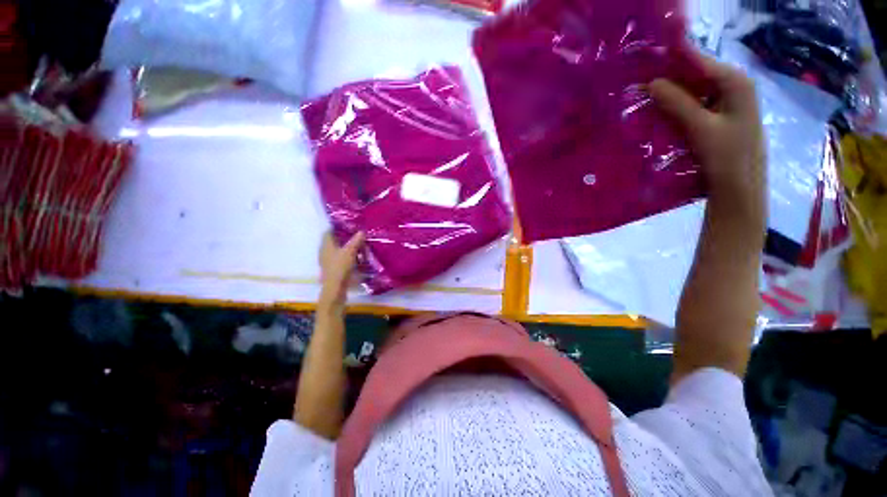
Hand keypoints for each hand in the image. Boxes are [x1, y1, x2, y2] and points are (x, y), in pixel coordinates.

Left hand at [318, 231, 364, 312]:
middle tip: (354, 235)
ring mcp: (326, 262)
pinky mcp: (331, 270)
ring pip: (335, 251)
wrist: (335, 288)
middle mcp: (324, 252)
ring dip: (343, 248)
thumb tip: (361, 231)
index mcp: (326, 245)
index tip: (346, 225)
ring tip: (355, 246)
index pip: (328, 232)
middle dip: (341, 238)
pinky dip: (344, 257)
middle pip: (332, 242)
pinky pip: (338, 259)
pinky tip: (354, 259)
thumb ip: (356, 241)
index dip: (336, 227)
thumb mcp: (350, 252)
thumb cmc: (340, 267)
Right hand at [649, 54, 765, 225]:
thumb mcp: (701, 128)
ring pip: (694, 91)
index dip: (671, 62)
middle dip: (669, 81)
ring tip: (644, 100)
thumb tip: (651, 82)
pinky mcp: (720, 117)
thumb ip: (677, 103)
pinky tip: (660, 114)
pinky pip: (695, 105)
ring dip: (671, 96)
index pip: (699, 62)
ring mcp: (728, 102)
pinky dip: (678, 108)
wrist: (740, 189)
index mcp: (735, 82)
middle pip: (696, 76)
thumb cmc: (727, 157)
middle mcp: (734, 86)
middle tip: (639, 87)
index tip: (643, 66)